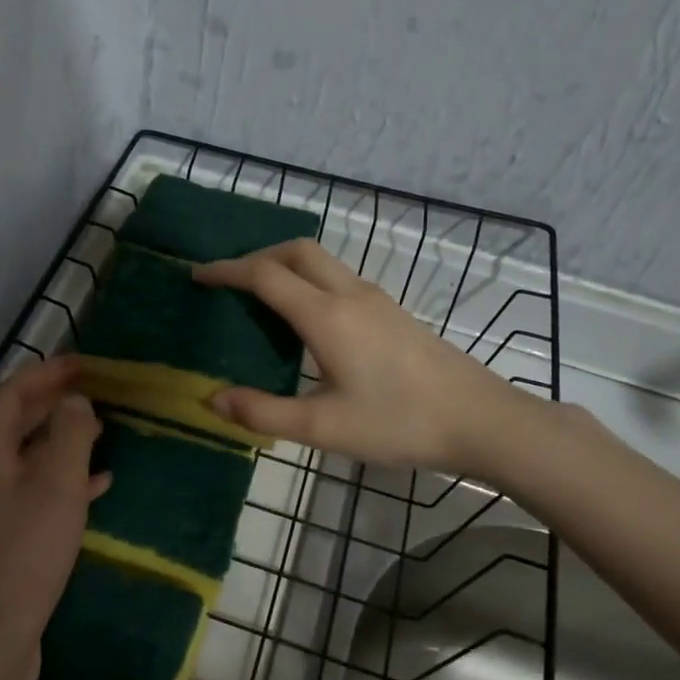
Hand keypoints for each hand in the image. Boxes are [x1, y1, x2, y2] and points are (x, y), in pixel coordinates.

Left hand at [0, 357, 109, 679]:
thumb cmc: (27, 551)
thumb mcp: (57, 484)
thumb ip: (70, 433)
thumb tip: (75, 400)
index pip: (11, 395)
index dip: (45, 374)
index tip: (83, 364)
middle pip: (16, 423)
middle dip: (54, 403)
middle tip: (95, 391)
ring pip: (30, 457)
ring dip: (63, 439)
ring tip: (103, 430)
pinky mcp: (8, 536)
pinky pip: (38, 491)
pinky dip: (66, 479)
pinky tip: (99, 484)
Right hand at [193, 240, 525, 472]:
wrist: (481, 420)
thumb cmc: (399, 423)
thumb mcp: (322, 428)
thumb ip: (262, 413)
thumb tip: (212, 399)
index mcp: (326, 316)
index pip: (265, 275)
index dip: (227, 270)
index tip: (198, 276)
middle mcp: (350, 294)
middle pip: (296, 251)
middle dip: (257, 256)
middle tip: (230, 282)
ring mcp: (377, 300)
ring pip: (322, 261)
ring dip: (285, 265)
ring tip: (261, 297)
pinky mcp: (393, 312)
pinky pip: (339, 278)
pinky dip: (309, 280)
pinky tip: (307, 319)